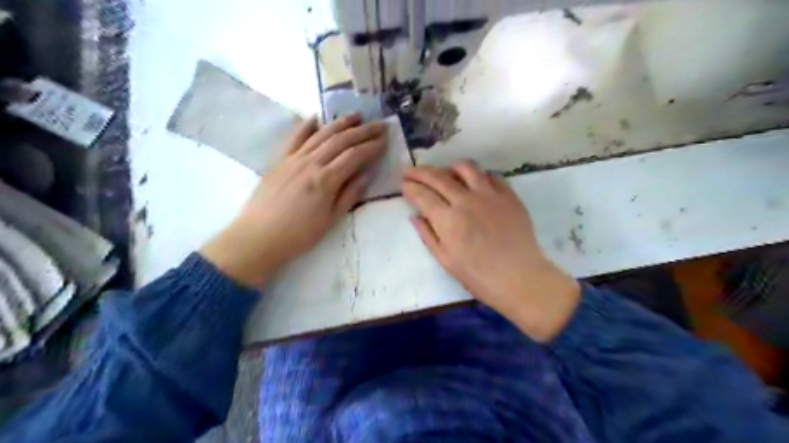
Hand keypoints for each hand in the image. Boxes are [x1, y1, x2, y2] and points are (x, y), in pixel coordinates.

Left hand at [200, 114, 386, 286]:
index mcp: (326, 180)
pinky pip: (295, 138)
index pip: (354, 156)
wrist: (258, 237)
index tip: (385, 140)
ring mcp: (294, 159)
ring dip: (340, 123)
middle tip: (379, 125)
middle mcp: (311, 163)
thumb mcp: (330, 220)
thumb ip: (349, 195)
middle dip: (362, 131)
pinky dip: (306, 125)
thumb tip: (365, 176)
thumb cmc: (299, 234)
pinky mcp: (280, 160)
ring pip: (321, 134)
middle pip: (341, 140)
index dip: (372, 146)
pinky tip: (316, 117)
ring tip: (356, 116)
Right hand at [403, 161, 581, 340]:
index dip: (410, 188)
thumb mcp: (446, 260)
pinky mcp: (509, 195)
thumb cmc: (478, 276)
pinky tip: (475, 181)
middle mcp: (466, 200)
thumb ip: (428, 235)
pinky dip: (478, 175)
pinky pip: (491, 176)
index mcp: (447, 219)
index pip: (423, 195)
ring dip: (449, 167)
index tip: (404, 185)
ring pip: (466, 168)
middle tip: (410, 170)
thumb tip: (415, 217)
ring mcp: (489, 195)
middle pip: (438, 177)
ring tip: (444, 171)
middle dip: (420, 171)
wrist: (519, 277)